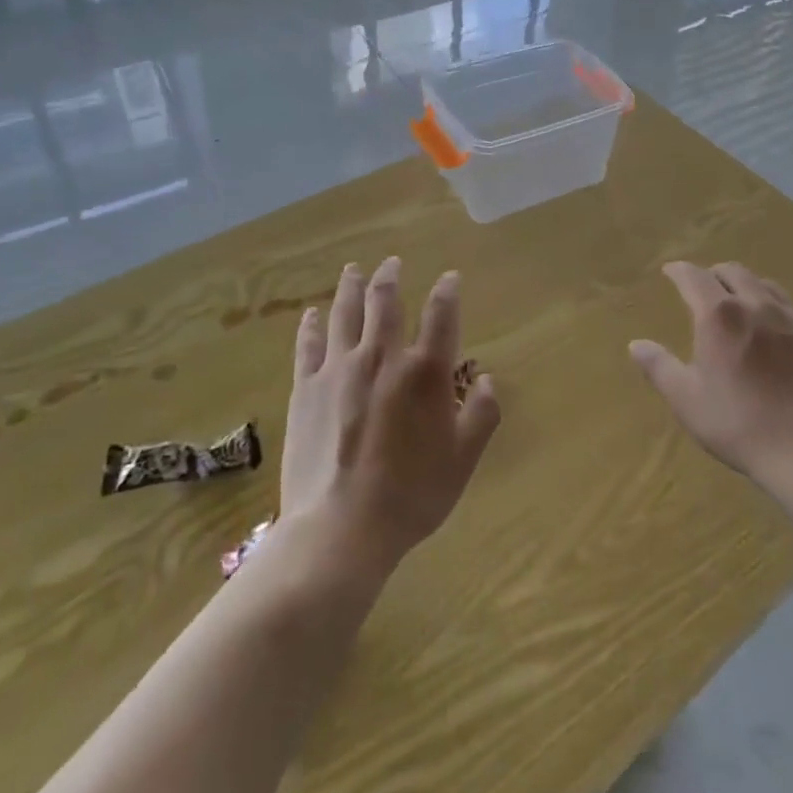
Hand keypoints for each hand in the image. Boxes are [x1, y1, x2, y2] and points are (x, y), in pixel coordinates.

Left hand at [280, 258, 499, 574]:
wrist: (340, 529)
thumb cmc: (411, 495)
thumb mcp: (463, 459)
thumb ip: (480, 414)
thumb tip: (486, 379)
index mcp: (424, 371)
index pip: (441, 314)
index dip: (448, 290)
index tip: (450, 277)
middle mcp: (382, 357)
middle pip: (385, 302)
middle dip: (391, 277)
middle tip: (392, 262)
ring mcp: (339, 369)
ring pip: (345, 313)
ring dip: (351, 287)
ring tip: (353, 269)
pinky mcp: (306, 388)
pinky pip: (308, 345)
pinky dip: (311, 325)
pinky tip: (311, 313)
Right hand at [630, 261, 792, 487]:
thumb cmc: (737, 422)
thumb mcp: (686, 399)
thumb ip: (659, 366)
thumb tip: (636, 344)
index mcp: (718, 314)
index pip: (693, 276)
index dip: (678, 271)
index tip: (669, 272)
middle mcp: (752, 304)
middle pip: (730, 271)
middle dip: (710, 273)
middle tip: (698, 288)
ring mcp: (784, 317)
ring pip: (758, 281)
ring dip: (739, 282)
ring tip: (731, 298)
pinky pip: (782, 300)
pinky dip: (765, 296)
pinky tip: (763, 317)